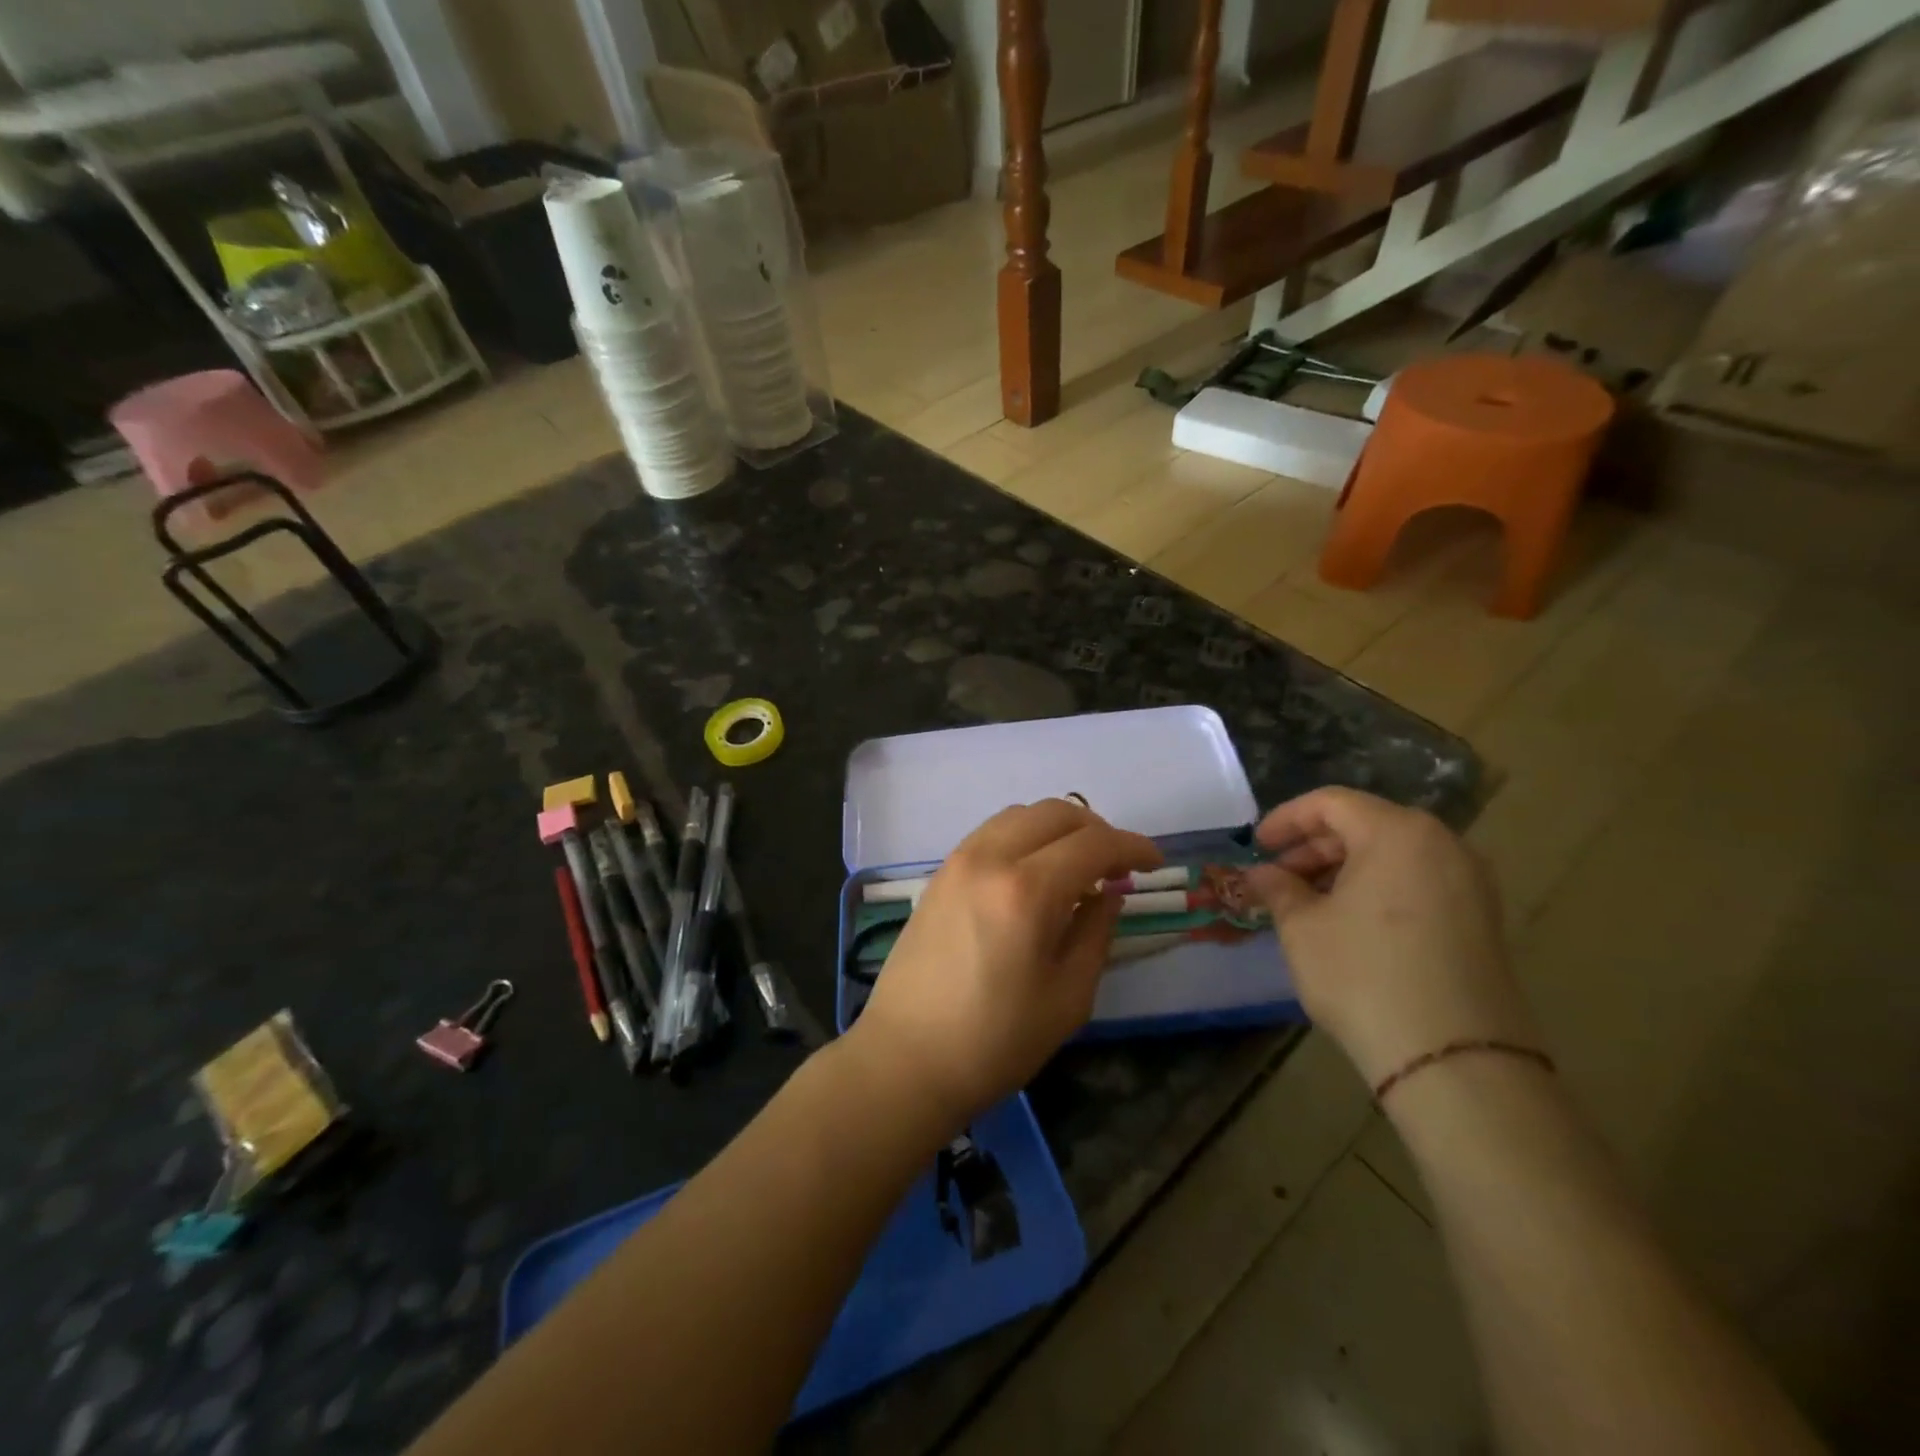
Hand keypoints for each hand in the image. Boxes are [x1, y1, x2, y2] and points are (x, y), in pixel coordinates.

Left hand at [850, 799, 1162, 1125]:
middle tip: (1118, 864)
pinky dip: (1024, 836)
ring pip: (1021, 814)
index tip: (1155, 864)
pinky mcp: (940, 873)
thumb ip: (1096, 931)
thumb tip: (1110, 890)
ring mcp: (959, 860)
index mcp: (1027, 890)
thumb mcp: (1068, 996)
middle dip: (1098, 830)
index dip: (1133, 846)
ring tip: (1078, 865)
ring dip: (1059, 828)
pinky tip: (1035, 871)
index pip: (1094, 843)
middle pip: (1056, 812)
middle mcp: (990, 858)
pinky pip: (992, 832)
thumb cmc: (996, 1041)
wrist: (907, 1057)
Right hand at [1242, 787, 1539, 1088]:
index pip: (1330, 803)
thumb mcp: (1303, 928)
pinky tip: (1349, 923)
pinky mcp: (1483, 919)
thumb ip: (1278, 889)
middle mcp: (1443, 844)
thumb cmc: (1364, 976)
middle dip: (1314, 847)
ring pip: (1393, 855)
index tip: (1257, 846)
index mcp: (1397, 832)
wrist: (1455, 1060)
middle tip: (1278, 878)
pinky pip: (1418, 882)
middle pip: (1365, 825)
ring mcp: (1471, 882)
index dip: (1286, 820)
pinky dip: (1378, 889)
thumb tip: (1262, 875)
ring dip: (1344, 869)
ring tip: (1307, 903)